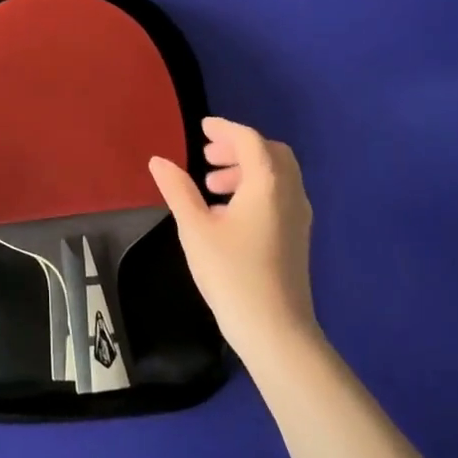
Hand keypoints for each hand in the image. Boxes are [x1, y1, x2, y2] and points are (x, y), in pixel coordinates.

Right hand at [148, 116, 316, 364]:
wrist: (275, 331)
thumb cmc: (232, 274)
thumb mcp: (195, 229)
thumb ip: (178, 190)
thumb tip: (159, 161)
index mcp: (267, 184)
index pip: (249, 140)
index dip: (224, 129)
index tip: (202, 127)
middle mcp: (289, 193)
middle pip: (270, 153)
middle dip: (239, 147)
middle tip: (208, 156)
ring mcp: (298, 216)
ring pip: (277, 175)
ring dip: (246, 169)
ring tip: (211, 185)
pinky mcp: (297, 237)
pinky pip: (279, 195)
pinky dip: (256, 189)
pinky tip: (228, 213)